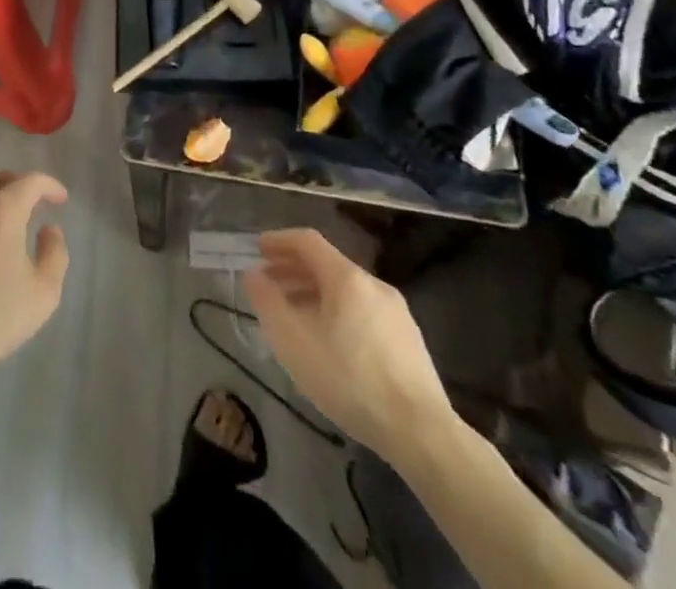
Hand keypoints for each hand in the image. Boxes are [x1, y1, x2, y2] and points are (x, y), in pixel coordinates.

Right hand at [243, 228, 451, 459]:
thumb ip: (268, 302)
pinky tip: (329, 342)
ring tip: (294, 315)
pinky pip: (363, 311)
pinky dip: (337, 312)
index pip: (307, 241)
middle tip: (269, 284)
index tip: (258, 249)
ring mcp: (396, 312)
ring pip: (346, 290)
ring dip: (314, 293)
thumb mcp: (294, 341)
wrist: (421, 433)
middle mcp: (373, 284)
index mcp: (346, 277)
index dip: (279, 241)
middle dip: (293, 270)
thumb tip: (254, 274)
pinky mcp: (409, 340)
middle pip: (327, 264)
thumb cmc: (349, 380)